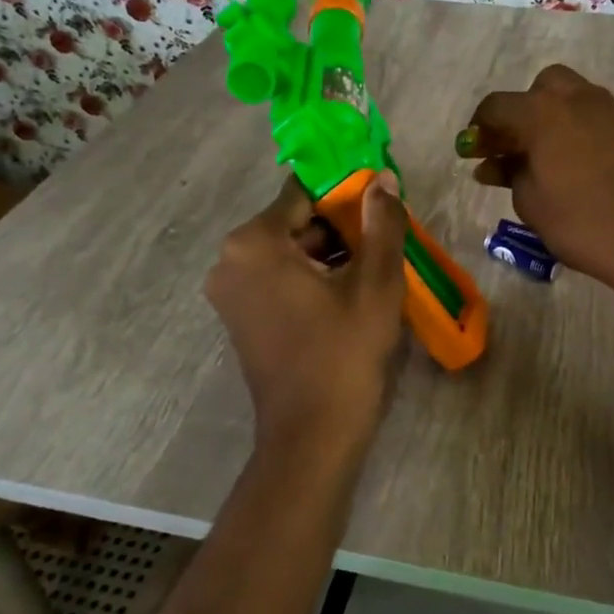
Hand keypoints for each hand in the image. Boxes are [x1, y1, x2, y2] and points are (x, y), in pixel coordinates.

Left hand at [205, 173, 408, 455]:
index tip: (380, 210)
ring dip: (328, 254)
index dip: (346, 196)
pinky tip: (346, 295)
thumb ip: (382, 224)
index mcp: (254, 242)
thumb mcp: (376, 283)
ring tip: (372, 271)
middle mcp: (230, 260)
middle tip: (383, 244)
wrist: (312, 434)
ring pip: (288, 252)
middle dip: (339, 228)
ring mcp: (229, 291)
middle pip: (294, 223)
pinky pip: (278, 279)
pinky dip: (310, 278)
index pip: (304, 193)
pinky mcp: (239, 317)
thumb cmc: (344, 352)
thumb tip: (383, 180)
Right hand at [457, 64, 613, 285]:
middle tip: (515, 145)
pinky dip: (597, 135)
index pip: (497, 106)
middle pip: (544, 87)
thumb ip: (509, 174)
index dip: (480, 128)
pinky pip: (611, 123)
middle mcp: (579, 100)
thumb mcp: (529, 202)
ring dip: (560, 117)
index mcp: (542, 112)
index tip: (474, 152)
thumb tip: (493, 165)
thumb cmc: (578, 222)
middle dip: (525, 109)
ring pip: (579, 98)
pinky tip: (593, 162)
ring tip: (550, 155)